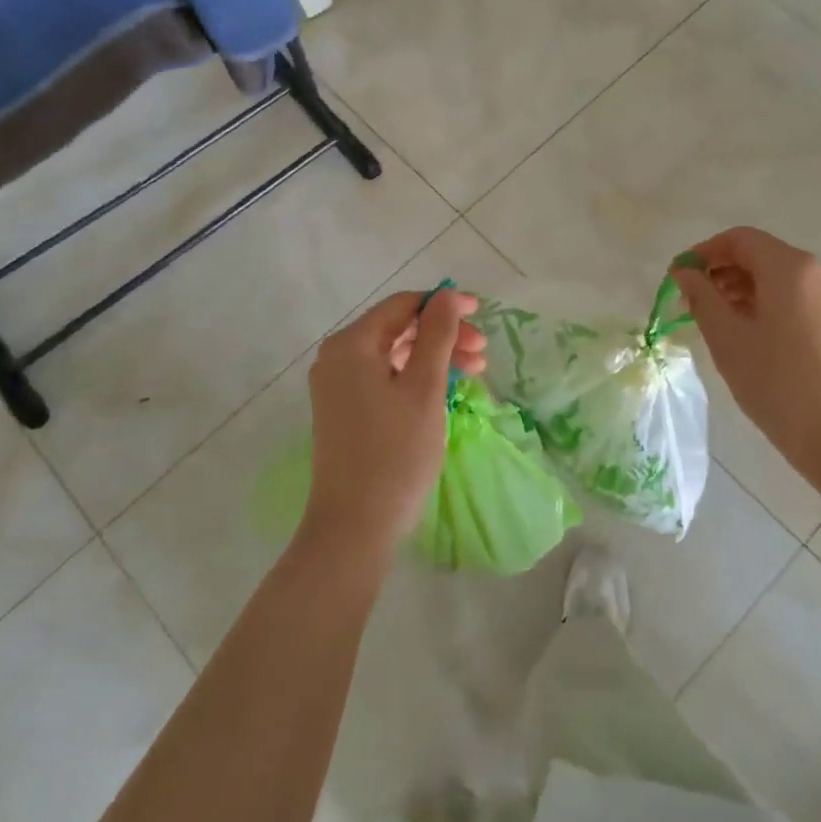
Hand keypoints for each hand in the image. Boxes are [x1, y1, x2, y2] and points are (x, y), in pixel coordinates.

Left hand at [300, 288, 484, 562]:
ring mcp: (337, 386)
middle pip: (398, 328)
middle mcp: (337, 358)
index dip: (443, 304)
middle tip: (483, 353)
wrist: (354, 526)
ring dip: (433, 356)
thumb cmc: (395, 453)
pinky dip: (415, 377)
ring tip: (474, 372)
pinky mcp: (344, 411)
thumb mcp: (424, 388)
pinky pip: (384, 378)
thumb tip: (446, 295)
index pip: (402, 305)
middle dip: (443, 334)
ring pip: (393, 354)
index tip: (482, 314)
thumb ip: (437, 335)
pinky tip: (443, 389)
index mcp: (351, 344)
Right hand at [673, 227, 820, 475]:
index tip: (679, 278)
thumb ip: (701, 296)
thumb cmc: (776, 381)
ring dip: (743, 291)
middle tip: (692, 303)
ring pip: (779, 280)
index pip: (739, 239)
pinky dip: (767, 306)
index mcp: (790, 267)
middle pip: (761, 256)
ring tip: (716, 322)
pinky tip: (749, 336)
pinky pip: (797, 300)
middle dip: (722, 273)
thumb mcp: (726, 337)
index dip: (704, 252)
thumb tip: (685, 272)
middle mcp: (819, 272)